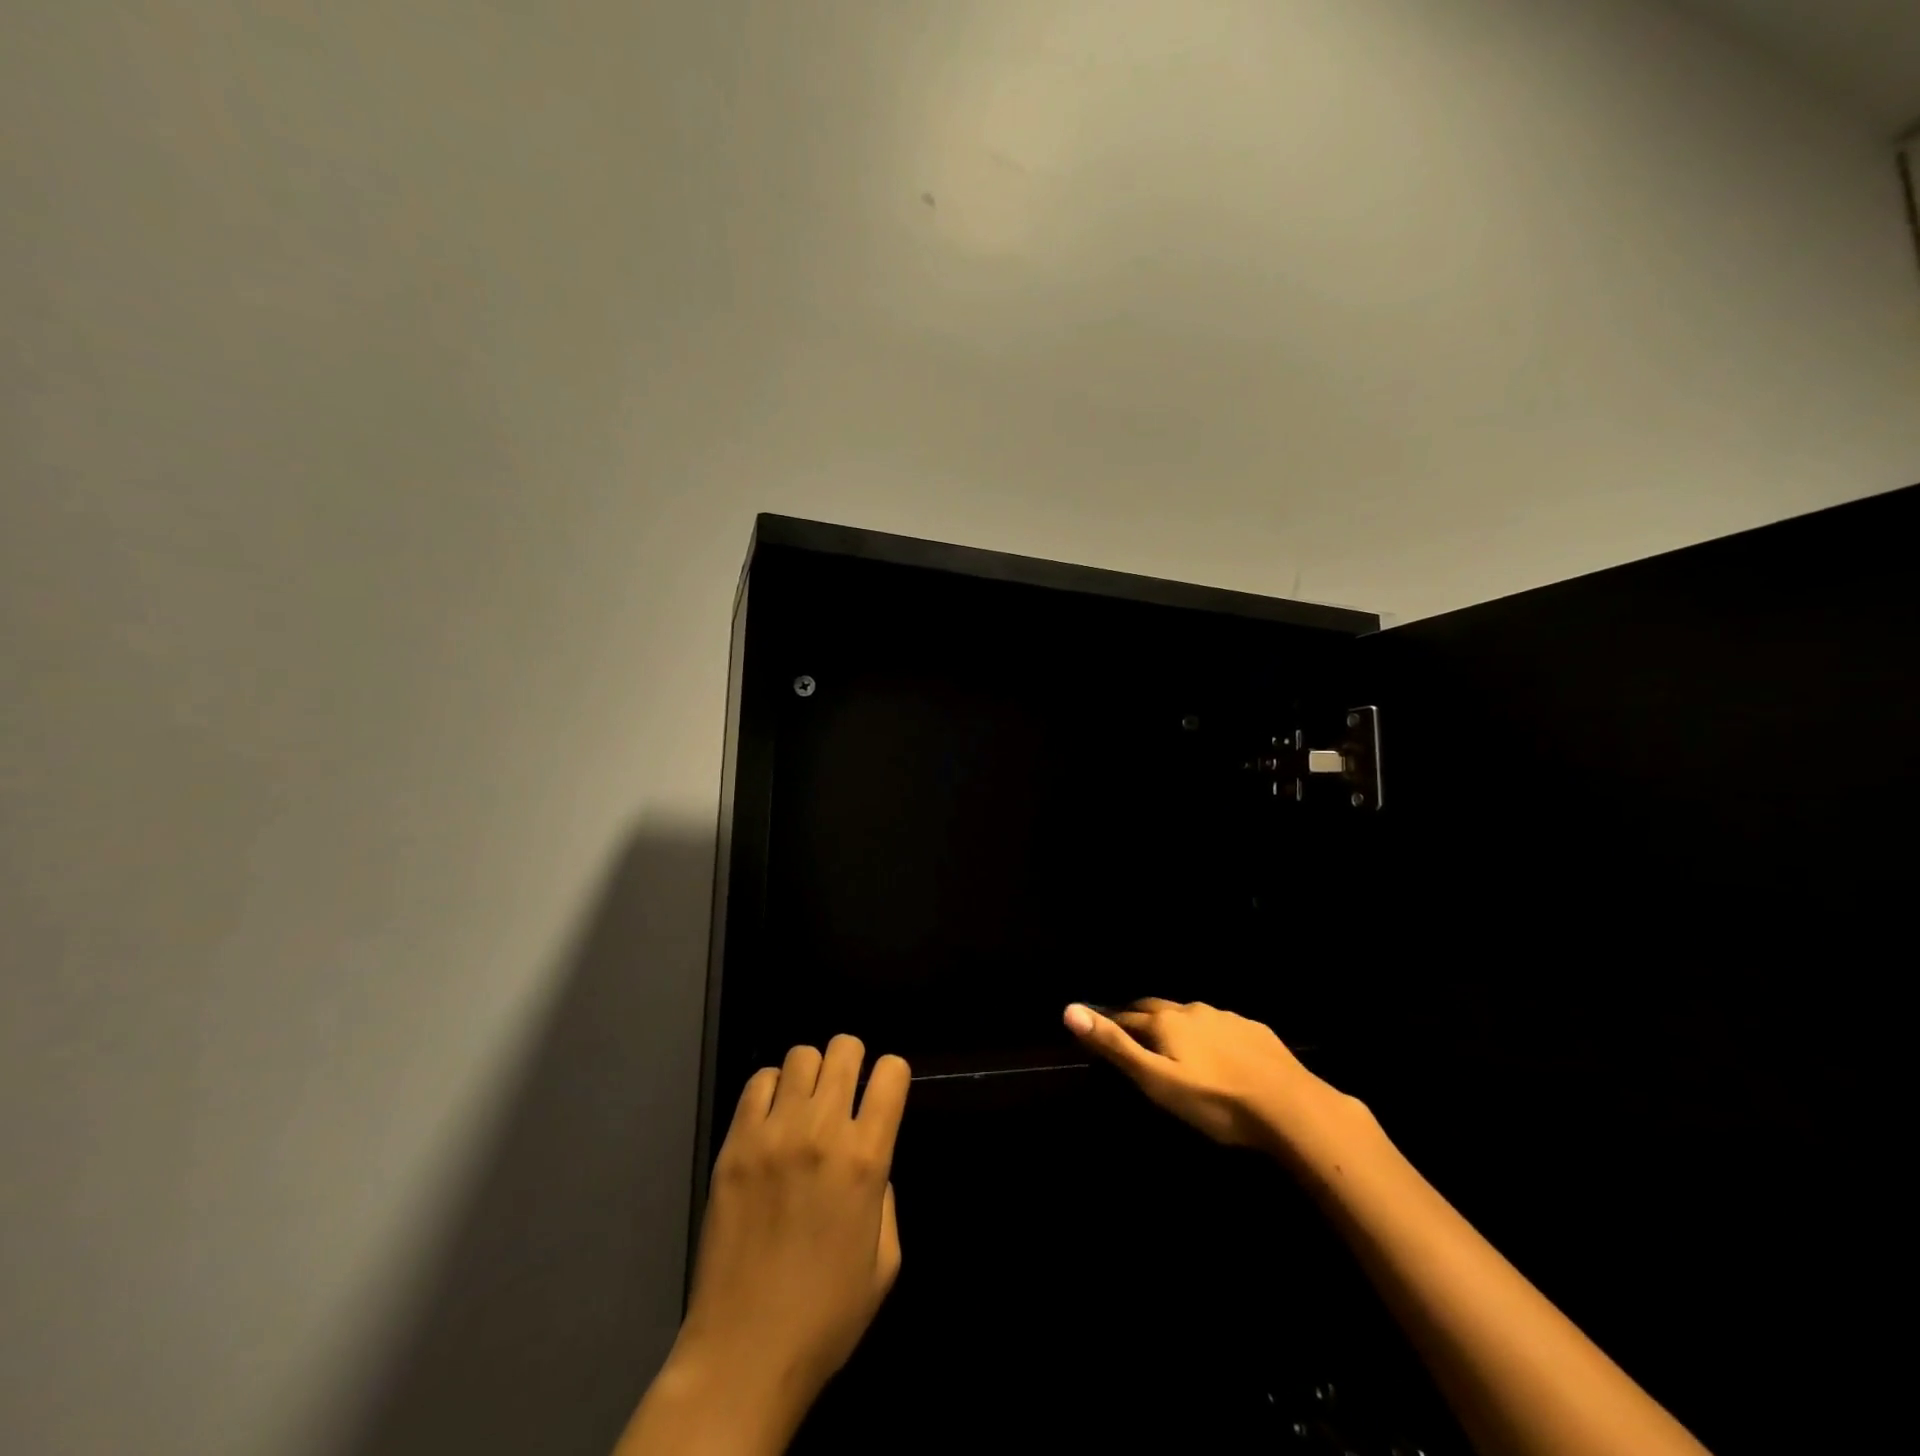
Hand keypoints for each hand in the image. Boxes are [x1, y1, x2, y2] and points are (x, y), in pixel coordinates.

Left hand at [622, 1036, 908, 1454]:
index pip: (891, 1073)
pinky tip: (771, 1119)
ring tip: (805, 1104)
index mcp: (865, 1159)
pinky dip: (771, 1089)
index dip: (893, 1075)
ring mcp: (773, 1134)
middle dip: (853, 1060)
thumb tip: (870, 1159)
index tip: (884, 1092)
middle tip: (845, 1090)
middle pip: (845, 1049)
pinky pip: (757, 1082)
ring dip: (811, 1073)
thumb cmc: (826, 1316)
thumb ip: (886, 1197)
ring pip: (801, 1056)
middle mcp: (822, 1132)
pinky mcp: (734, 1145)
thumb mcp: (885, 1262)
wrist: (744, 1352)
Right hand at [1065, 998, 1350, 1151]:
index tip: (1099, 1029)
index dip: (1110, 1022)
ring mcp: (1226, 1017)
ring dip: (1175, 1024)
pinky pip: (1221, 1024)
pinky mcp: (1255, 1030)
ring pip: (1190, 1015)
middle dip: (1140, 1016)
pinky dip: (1209, 1033)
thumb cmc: (1215, 1101)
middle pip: (1156, 1007)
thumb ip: (1115, 1046)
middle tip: (1131, 1030)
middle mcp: (1192, 1010)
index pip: (1126, 1016)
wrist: (1291, 1107)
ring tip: (1172, 1043)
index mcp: (1165, 1021)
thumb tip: (1069, 1009)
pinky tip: (1217, 1051)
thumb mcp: (1156, 1081)